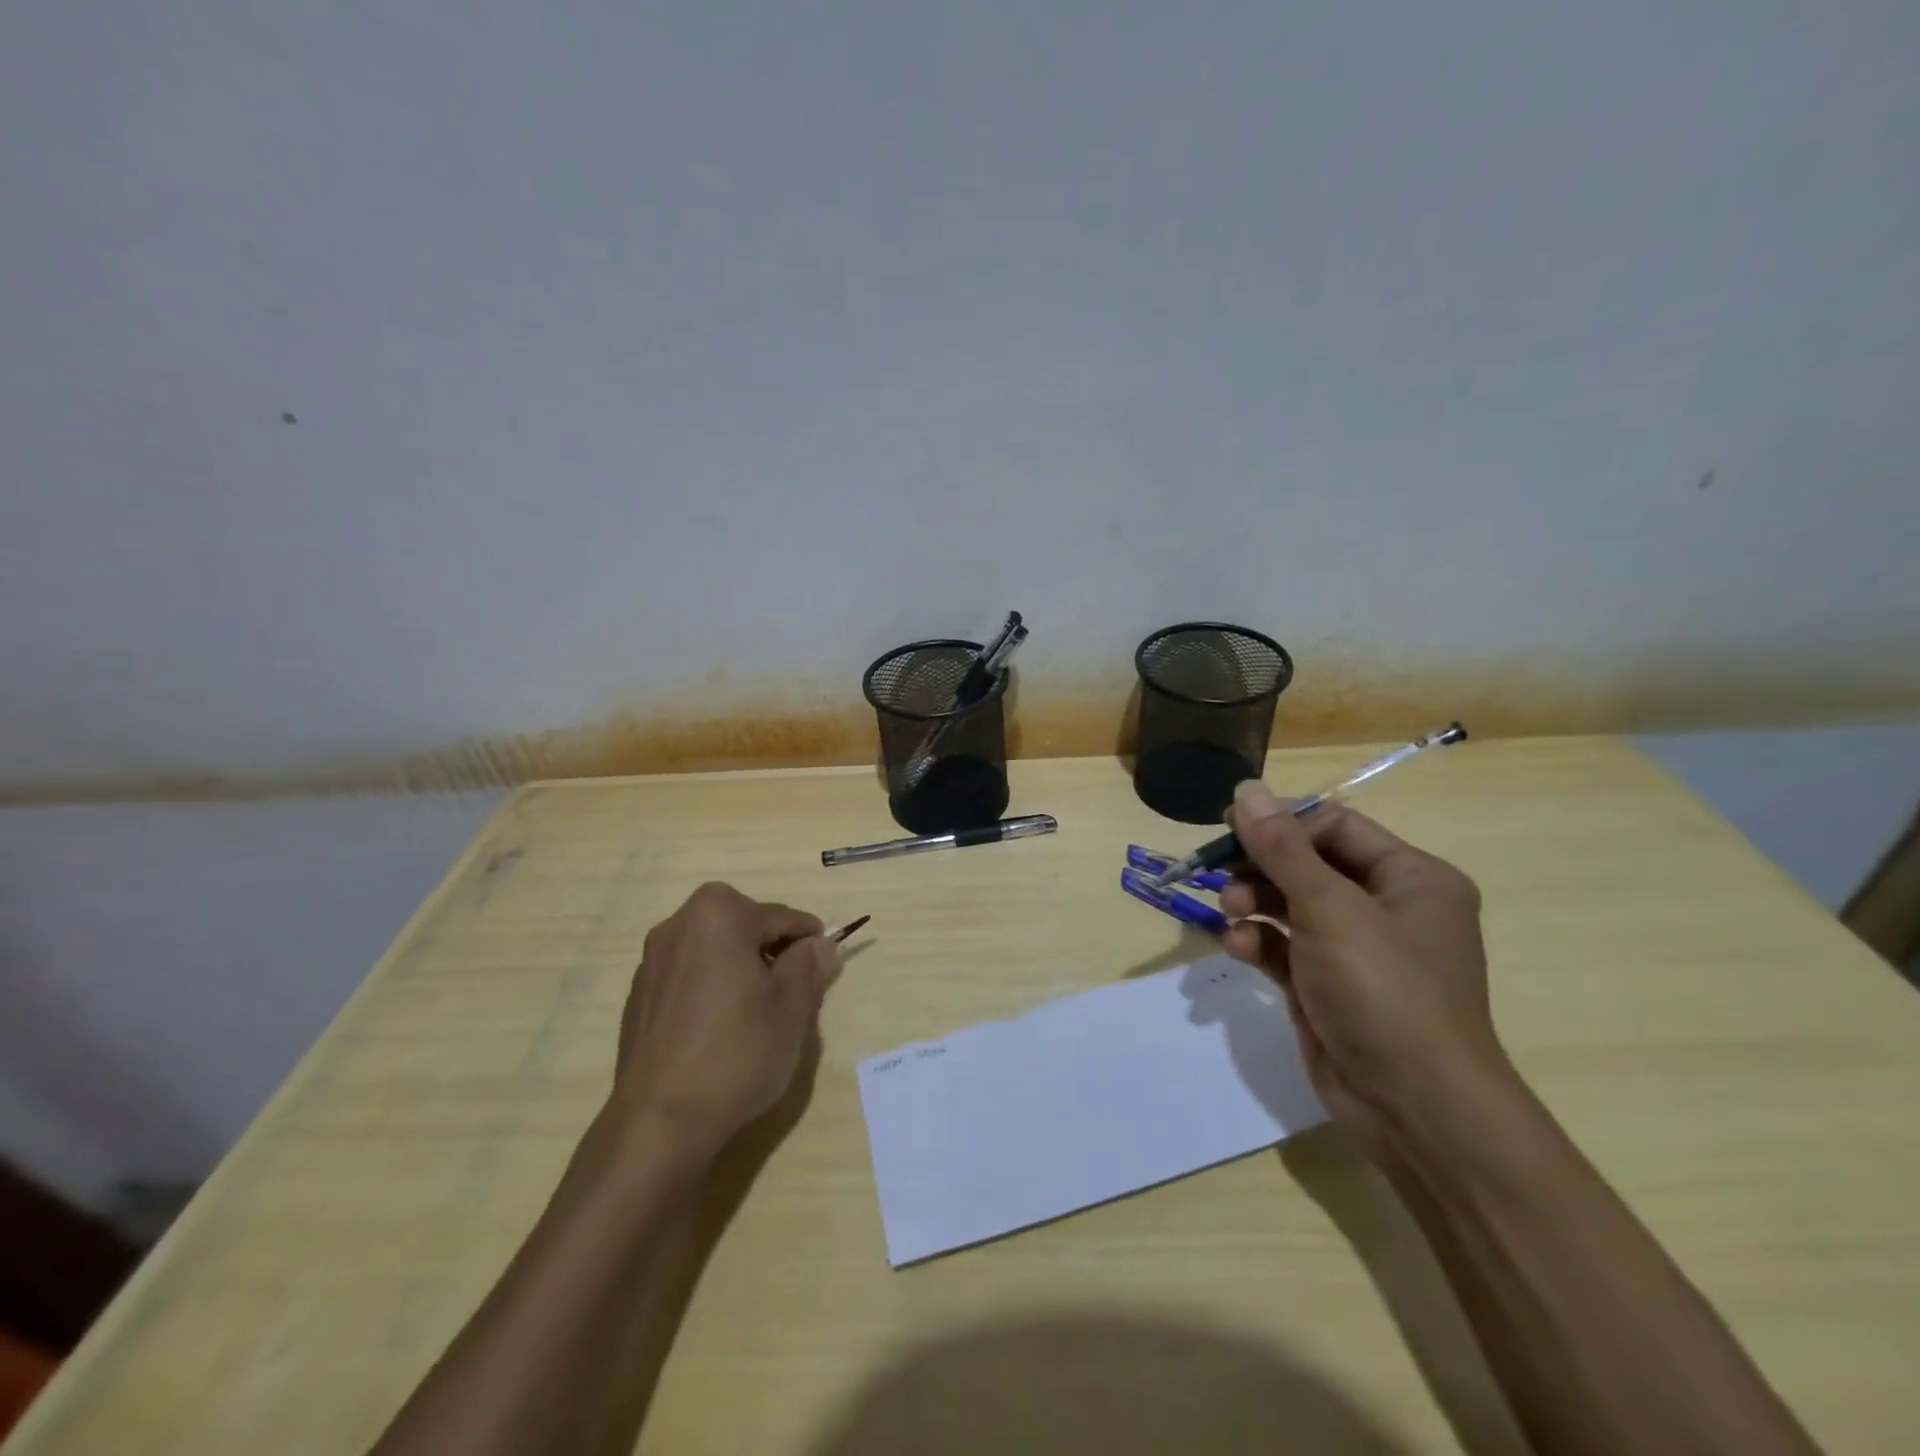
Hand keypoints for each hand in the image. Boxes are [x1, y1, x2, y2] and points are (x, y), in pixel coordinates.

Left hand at [609, 882, 840, 1158]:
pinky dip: (711, 990)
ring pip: (714, 952)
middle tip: (793, 993)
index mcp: (718, 914)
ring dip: (740, 970)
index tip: (824, 968)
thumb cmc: (736, 1053)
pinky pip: (689, 978)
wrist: (658, 1123)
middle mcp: (678, 925)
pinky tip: (720, 1032)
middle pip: (744, 928)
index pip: (781, 917)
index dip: (809, 942)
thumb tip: (818, 943)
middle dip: (771, 952)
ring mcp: (652, 962)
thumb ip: (809, 964)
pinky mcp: (639, 998)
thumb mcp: (792, 1007)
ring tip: (757, 1015)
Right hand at [1219, 781, 1508, 1144]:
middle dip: (1261, 867)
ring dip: (1254, 903)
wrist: (1415, 1108)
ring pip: (1290, 904)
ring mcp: (1356, 950)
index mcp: (1410, 877)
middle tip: (1218, 871)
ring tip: (1229, 912)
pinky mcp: (1328, 985)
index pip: (1334, 826)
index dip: (1281, 824)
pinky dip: (1260, 942)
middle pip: (1307, 864)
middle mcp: (1387, 907)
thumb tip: (1245, 789)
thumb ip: (1281, 848)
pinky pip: (1285, 947)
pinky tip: (1240, 949)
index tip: (1229, 827)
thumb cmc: (1384, 990)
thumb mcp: (1329, 908)